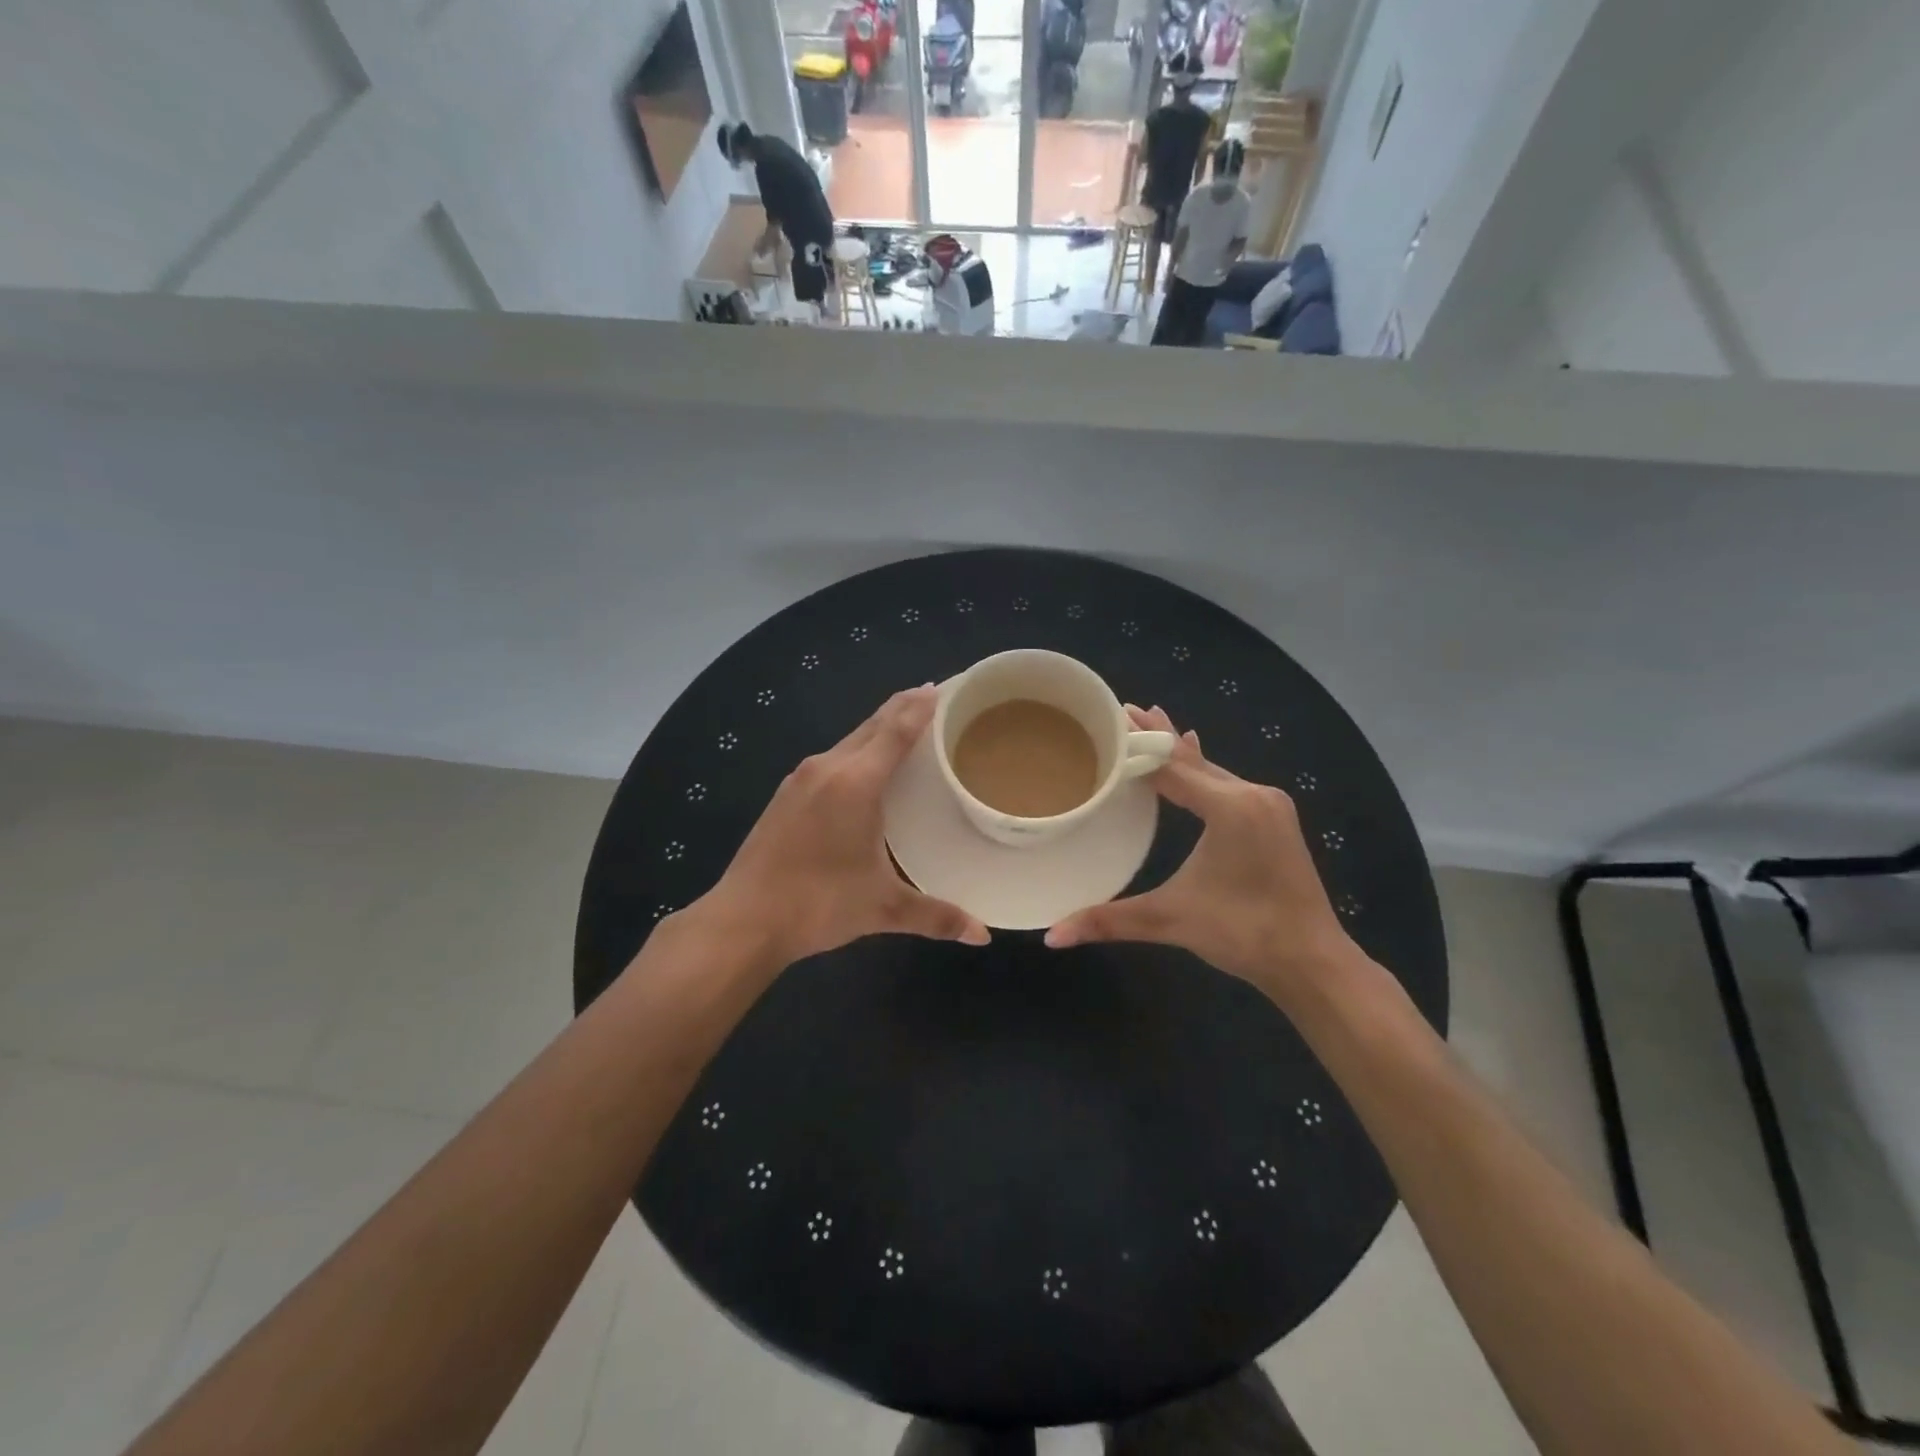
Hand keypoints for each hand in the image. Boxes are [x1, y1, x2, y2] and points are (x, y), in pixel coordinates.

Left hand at [691, 686, 989, 969]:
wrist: (744, 920)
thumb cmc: (819, 904)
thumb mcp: (883, 908)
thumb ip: (936, 915)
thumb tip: (982, 934)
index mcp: (856, 782)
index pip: (896, 730)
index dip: (921, 707)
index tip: (944, 687)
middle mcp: (828, 768)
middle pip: (872, 725)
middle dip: (902, 708)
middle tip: (933, 698)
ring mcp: (801, 779)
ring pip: (849, 740)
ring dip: (878, 729)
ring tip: (905, 729)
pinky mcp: (785, 795)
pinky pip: (831, 758)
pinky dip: (856, 750)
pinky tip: (863, 768)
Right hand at [1044, 705, 1352, 1003]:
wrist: (1313, 960)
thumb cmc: (1243, 933)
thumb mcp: (1171, 920)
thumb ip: (1110, 921)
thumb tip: (1052, 936)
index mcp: (1230, 807)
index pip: (1171, 766)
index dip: (1137, 745)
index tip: (1111, 717)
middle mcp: (1252, 795)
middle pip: (1193, 759)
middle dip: (1157, 736)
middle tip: (1125, 708)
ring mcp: (1269, 805)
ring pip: (1213, 770)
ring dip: (1180, 751)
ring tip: (1152, 722)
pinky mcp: (1275, 819)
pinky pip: (1229, 783)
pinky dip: (1203, 769)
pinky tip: (1196, 754)